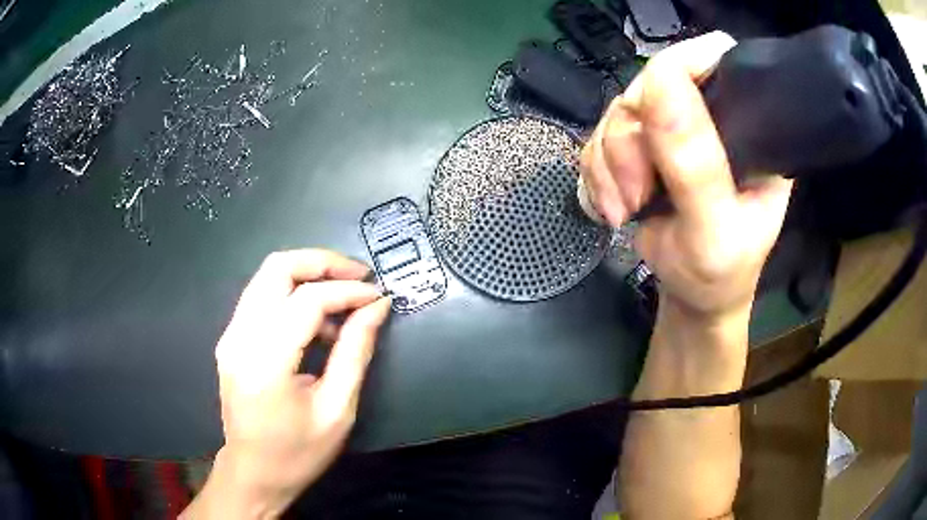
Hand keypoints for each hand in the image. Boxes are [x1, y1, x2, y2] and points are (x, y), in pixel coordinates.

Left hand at [184, 250, 389, 519]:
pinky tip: (318, 321)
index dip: (348, 291)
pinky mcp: (231, 338)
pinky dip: (293, 294)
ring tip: (344, 302)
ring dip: (309, 275)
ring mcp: (230, 334)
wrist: (253, 473)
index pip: (308, 300)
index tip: (379, 297)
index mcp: (266, 362)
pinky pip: (263, 296)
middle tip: (359, 277)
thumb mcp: (337, 409)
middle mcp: (240, 337)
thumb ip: (356, 352)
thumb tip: (377, 307)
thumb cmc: (298, 453)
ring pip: (268, 275)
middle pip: (277, 267)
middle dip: (323, 262)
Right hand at [579, 32, 792, 320]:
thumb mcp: (714, 227)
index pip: (717, 58)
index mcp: (751, 126)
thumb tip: (661, 80)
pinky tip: (613, 205)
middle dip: (630, 139)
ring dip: (609, 163)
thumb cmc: (719, 274)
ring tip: (624, 209)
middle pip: (652, 84)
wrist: (693, 299)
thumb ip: (695, 162)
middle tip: (637, 193)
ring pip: (619, 111)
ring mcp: (675, 130)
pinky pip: (600, 137)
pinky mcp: (645, 147)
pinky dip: (597, 173)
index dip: (681, 67)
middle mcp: (713, 117)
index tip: (656, 118)